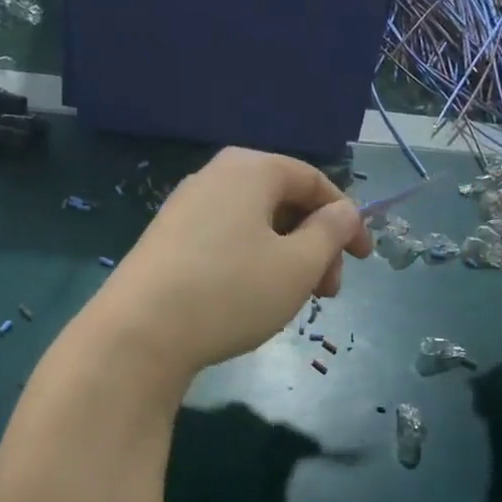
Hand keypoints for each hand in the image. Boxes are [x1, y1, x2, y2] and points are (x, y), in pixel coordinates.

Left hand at [90, 148, 371, 385]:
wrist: (138, 333)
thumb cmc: (230, 292)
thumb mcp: (297, 265)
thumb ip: (331, 232)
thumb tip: (345, 212)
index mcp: (251, 168)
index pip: (315, 182)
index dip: (347, 220)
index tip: (364, 260)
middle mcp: (215, 176)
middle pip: (285, 203)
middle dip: (316, 245)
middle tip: (327, 292)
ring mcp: (185, 207)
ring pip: (256, 226)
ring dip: (287, 258)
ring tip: (293, 301)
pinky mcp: (167, 240)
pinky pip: (226, 240)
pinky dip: (253, 263)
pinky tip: (252, 300)